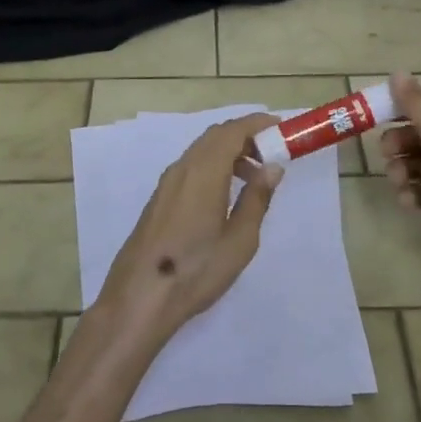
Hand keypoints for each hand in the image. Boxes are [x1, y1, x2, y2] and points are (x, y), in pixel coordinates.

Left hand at [92, 113, 284, 348]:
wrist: (139, 297)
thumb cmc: (196, 270)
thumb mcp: (239, 240)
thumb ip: (257, 199)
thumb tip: (272, 167)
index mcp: (203, 172)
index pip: (232, 131)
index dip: (257, 124)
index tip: (281, 127)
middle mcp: (182, 168)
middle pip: (215, 136)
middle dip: (245, 136)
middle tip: (272, 152)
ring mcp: (167, 182)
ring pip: (202, 151)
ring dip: (229, 152)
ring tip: (254, 176)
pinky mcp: (160, 198)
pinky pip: (191, 166)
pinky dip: (213, 165)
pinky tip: (226, 193)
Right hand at [379, 72, 420, 281]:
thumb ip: (416, 102)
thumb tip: (398, 72)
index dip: (398, 107)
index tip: (372, 115)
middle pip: (414, 134)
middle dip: (396, 142)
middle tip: (388, 153)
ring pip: (412, 163)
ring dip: (399, 170)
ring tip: (400, 183)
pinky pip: (418, 190)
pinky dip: (410, 194)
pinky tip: (411, 201)